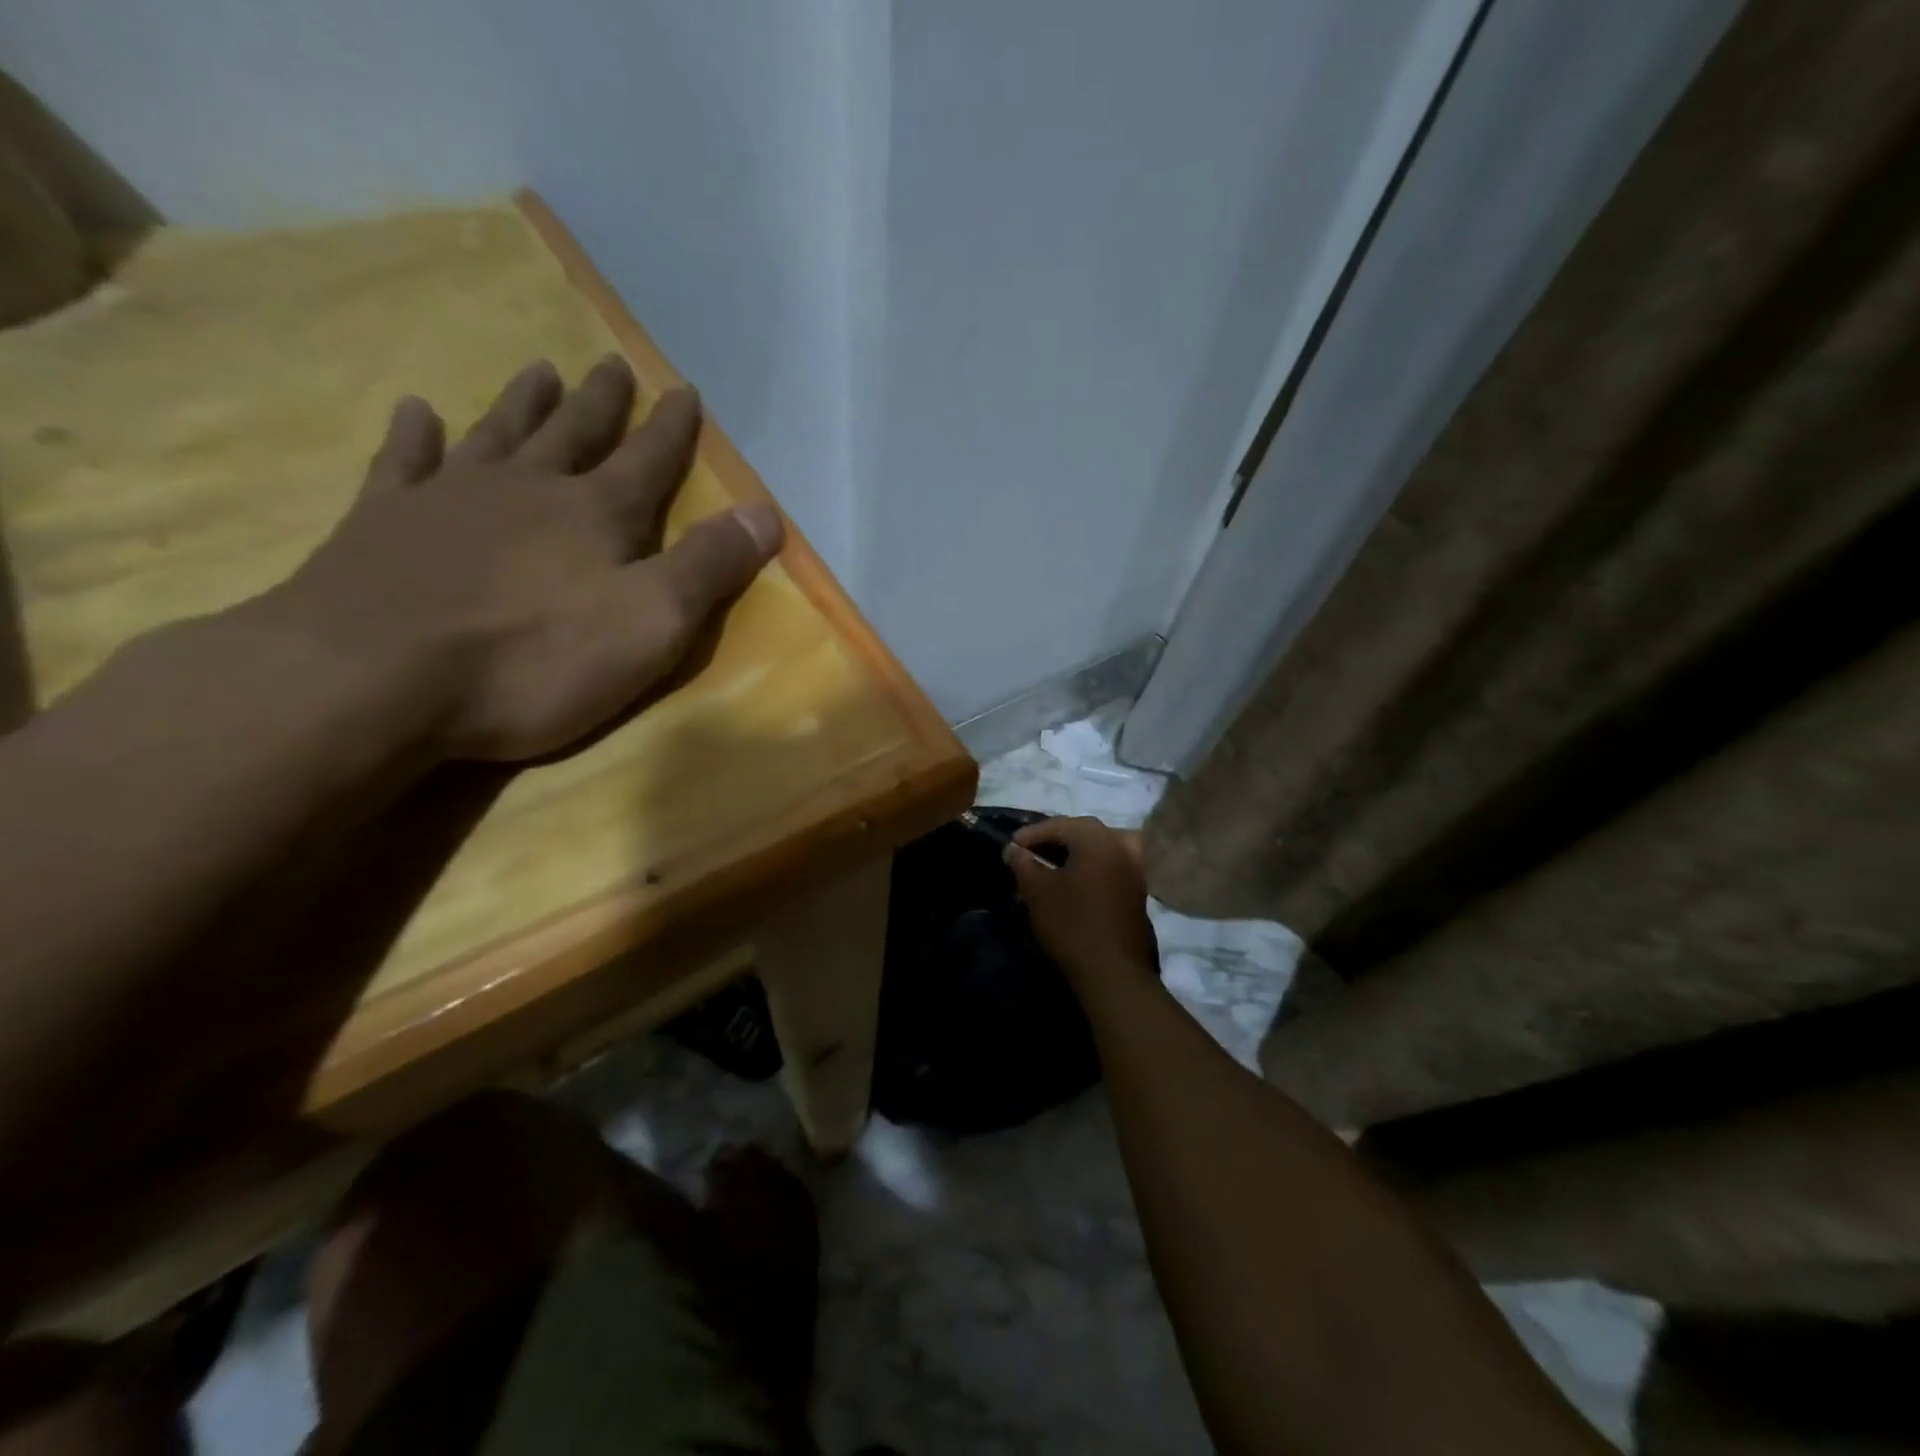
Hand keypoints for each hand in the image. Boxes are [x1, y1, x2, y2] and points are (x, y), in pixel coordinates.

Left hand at [254, 355, 783, 761]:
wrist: (375, 678)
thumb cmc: (535, 660)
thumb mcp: (651, 623)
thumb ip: (710, 567)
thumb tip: (767, 512)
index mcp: (596, 515)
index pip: (648, 461)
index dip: (671, 429)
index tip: (684, 390)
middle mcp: (528, 490)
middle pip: (574, 433)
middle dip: (601, 403)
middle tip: (611, 363)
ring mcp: (450, 499)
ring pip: (497, 434)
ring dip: (523, 403)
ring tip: (539, 369)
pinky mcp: (384, 523)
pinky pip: (403, 463)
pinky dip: (414, 436)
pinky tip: (416, 411)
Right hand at [1005, 817, 1158, 984]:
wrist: (1113, 970)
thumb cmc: (1071, 924)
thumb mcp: (1037, 892)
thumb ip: (1023, 864)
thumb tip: (1012, 849)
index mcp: (1097, 839)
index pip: (1060, 825)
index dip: (1032, 834)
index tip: (1010, 846)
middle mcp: (1120, 845)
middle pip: (1083, 830)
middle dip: (1055, 837)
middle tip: (1030, 851)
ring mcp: (1134, 868)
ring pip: (1100, 846)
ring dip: (1075, 850)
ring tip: (1052, 862)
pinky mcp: (1137, 889)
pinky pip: (1110, 863)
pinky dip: (1090, 864)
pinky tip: (1074, 879)